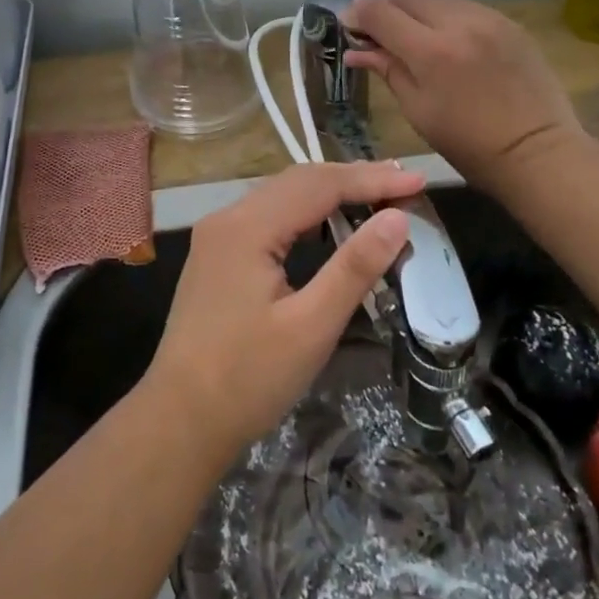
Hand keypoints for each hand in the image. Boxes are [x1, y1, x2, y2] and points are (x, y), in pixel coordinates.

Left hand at [144, 160, 423, 457]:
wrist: (180, 420)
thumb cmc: (248, 378)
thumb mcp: (311, 326)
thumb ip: (354, 267)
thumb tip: (397, 218)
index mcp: (247, 227)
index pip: (319, 185)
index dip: (371, 180)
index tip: (418, 181)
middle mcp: (228, 218)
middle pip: (298, 181)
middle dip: (352, 178)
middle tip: (404, 183)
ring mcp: (217, 235)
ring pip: (281, 195)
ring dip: (329, 192)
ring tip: (376, 194)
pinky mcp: (216, 255)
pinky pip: (268, 216)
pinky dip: (305, 212)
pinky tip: (328, 224)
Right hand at [343, 0, 585, 194]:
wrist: (538, 152)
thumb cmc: (469, 145)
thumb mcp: (418, 111)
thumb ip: (387, 70)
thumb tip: (356, 50)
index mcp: (431, 52)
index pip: (381, 13)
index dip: (359, 14)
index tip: (350, 26)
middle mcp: (459, 23)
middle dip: (386, 8)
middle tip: (376, 30)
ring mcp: (489, 19)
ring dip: (415, 9)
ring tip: (409, 33)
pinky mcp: (509, 23)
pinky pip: (465, 7)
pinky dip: (445, 15)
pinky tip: (443, 38)